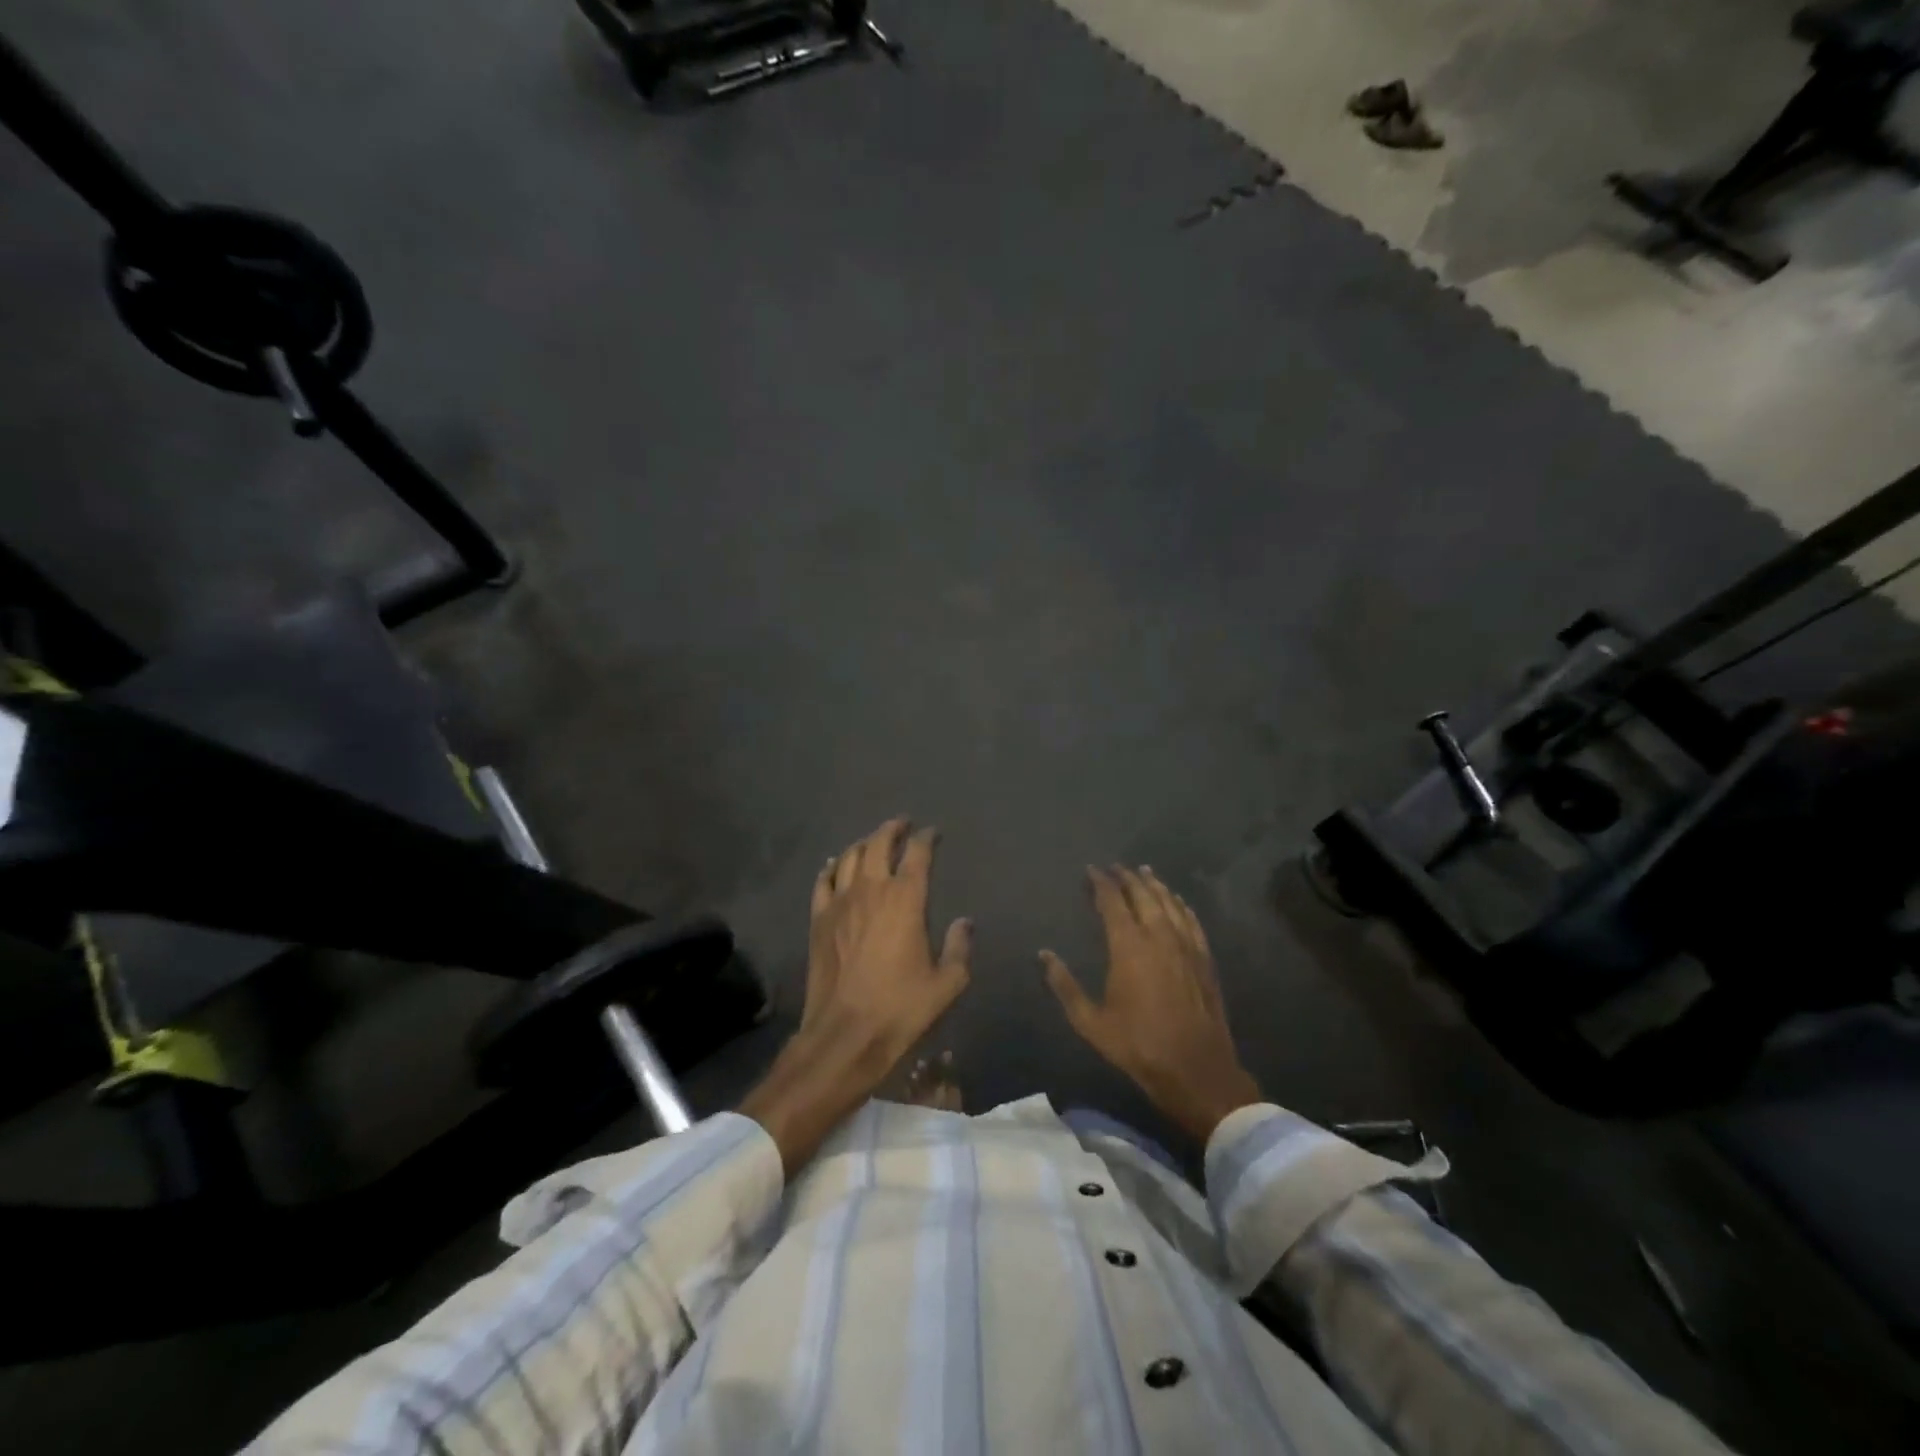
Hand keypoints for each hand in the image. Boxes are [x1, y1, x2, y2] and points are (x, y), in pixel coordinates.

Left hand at [801, 816, 971, 1064]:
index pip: (917, 854)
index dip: (925, 838)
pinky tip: (835, 865)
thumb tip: (965, 922)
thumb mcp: (946, 983)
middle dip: (892, 829)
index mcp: (906, 900)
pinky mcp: (818, 919)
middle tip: (902, 824)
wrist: (845, 1034)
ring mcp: (840, 903)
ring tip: (872, 841)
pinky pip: (822, 881)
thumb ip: (959, 948)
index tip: (932, 833)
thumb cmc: (901, 1008)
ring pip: (848, 856)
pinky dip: (831, 867)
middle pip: (878, 844)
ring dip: (863, 843)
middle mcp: (871, 890)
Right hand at [1042, 866, 1260, 1143]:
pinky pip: (1191, 920)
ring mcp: (1186, 946)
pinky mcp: (1204, 959)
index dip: (1101, 883)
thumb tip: (1044, 955)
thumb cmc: (1138, 1045)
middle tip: (1116, 867)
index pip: (1112, 902)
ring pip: (1169, 903)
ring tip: (1144, 872)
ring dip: (1155, 885)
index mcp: (1128, 947)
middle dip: (1128, 877)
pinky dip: (1181, 905)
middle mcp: (1158, 936)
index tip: (1092, 870)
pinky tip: (1176, 900)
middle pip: (1143, 895)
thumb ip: (1065, 986)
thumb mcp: (1091, 1022)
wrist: (1196, 1069)